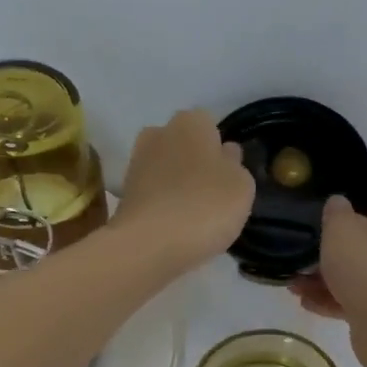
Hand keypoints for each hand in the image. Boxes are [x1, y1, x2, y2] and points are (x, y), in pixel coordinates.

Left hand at [112, 109, 254, 271]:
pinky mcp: (124, 194)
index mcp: (191, 122)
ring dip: (178, 184)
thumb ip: (235, 165)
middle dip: (196, 162)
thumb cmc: (205, 206)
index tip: (229, 175)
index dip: (220, 149)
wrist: (149, 244)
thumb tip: (225, 154)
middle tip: (212, 194)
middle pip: (184, 144)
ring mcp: (137, 163)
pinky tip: (175, 226)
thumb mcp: (242, 186)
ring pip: (166, 168)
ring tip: (195, 215)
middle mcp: (159, 133)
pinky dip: (163, 204)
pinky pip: (153, 192)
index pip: (210, 125)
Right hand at [293, 196, 366, 322]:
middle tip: (304, 259)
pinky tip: (308, 303)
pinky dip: (337, 301)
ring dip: (329, 280)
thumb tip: (339, 205)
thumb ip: (336, 211)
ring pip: (363, 277)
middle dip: (333, 254)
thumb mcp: (342, 227)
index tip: (322, 226)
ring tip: (296, 285)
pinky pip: (362, 302)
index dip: (347, 215)